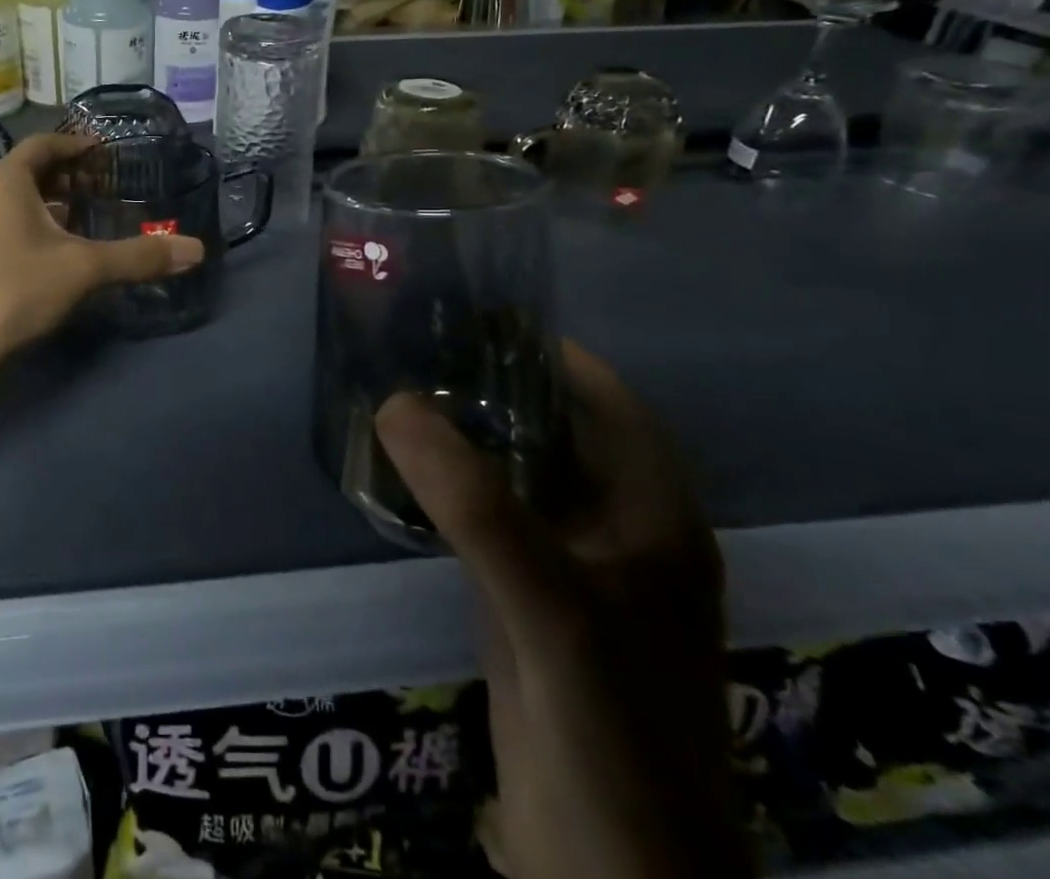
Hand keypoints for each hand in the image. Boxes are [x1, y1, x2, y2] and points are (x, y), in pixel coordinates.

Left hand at [0, 133, 204, 376]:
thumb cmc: (12, 292)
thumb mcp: (82, 270)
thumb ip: (138, 257)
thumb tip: (196, 250)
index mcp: (5, 181)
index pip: (44, 144)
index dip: (77, 144)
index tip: (106, 152)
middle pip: (30, 171)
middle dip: (68, 176)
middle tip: (105, 187)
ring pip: (18, 202)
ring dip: (52, 204)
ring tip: (88, 219)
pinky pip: (8, 226)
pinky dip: (37, 228)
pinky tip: (59, 255)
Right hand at [375, 343, 744, 878]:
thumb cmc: (611, 734)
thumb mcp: (551, 610)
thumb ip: (476, 506)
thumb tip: (394, 403)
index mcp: (654, 518)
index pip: (608, 402)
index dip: (551, 352)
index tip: (478, 314)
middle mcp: (620, 533)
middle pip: (560, 433)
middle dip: (498, 386)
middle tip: (423, 346)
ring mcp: (574, 572)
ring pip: (522, 476)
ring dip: (472, 436)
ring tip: (406, 390)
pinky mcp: (532, 606)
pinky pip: (492, 521)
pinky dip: (454, 487)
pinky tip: (406, 469)